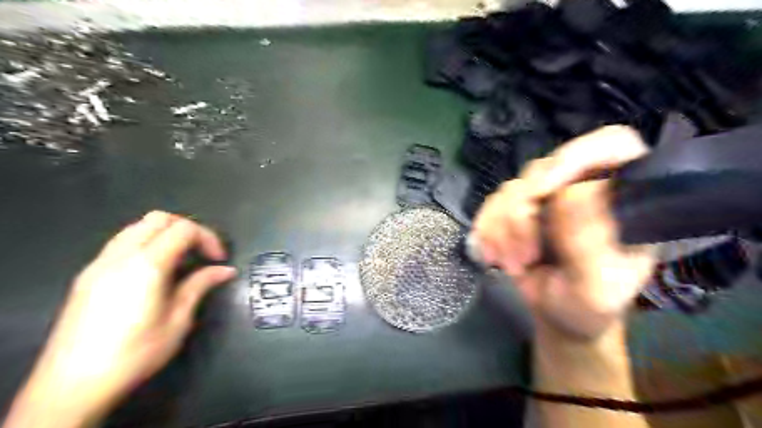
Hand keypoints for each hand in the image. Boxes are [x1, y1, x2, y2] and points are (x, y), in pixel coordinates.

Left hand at [4, 211, 235, 427]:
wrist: (71, 385)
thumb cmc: (135, 352)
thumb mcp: (178, 320)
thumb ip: (200, 286)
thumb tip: (226, 270)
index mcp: (147, 264)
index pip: (184, 229)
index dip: (208, 238)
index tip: (219, 260)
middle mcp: (120, 255)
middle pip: (159, 218)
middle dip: (188, 229)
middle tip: (201, 254)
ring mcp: (99, 263)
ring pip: (137, 227)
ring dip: (165, 234)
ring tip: (180, 261)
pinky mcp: (88, 275)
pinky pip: (122, 243)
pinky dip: (146, 244)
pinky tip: (153, 271)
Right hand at [475, 125, 657, 341]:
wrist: (558, 317)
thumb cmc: (588, 306)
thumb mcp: (596, 287)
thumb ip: (589, 244)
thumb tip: (573, 191)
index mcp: (621, 198)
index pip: (613, 145)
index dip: (578, 155)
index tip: (545, 190)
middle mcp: (581, 187)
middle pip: (544, 168)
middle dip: (524, 214)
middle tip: (526, 255)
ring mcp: (545, 197)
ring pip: (511, 189)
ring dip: (504, 230)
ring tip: (516, 263)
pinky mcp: (515, 208)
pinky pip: (490, 205)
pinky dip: (487, 231)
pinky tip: (496, 255)